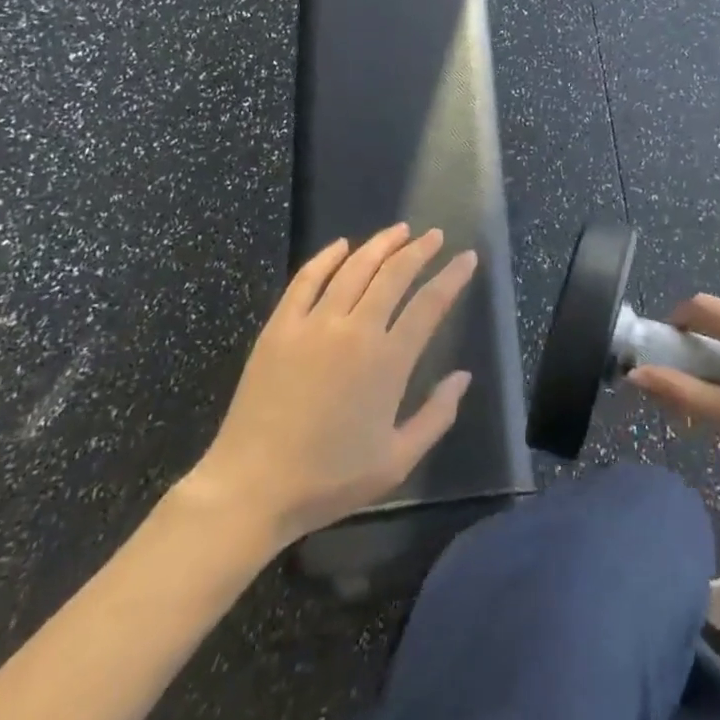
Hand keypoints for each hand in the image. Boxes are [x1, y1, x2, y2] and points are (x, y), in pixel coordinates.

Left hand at [180, 224, 475, 552]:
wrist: (251, 488)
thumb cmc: (329, 479)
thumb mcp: (396, 461)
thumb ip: (436, 416)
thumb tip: (463, 377)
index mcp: (388, 361)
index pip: (429, 304)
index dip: (452, 277)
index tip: (468, 257)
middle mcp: (355, 330)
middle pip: (394, 274)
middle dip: (419, 250)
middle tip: (434, 235)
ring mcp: (314, 324)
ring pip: (354, 268)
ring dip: (380, 244)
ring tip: (399, 230)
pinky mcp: (280, 327)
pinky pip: (306, 280)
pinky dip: (326, 257)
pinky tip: (341, 245)